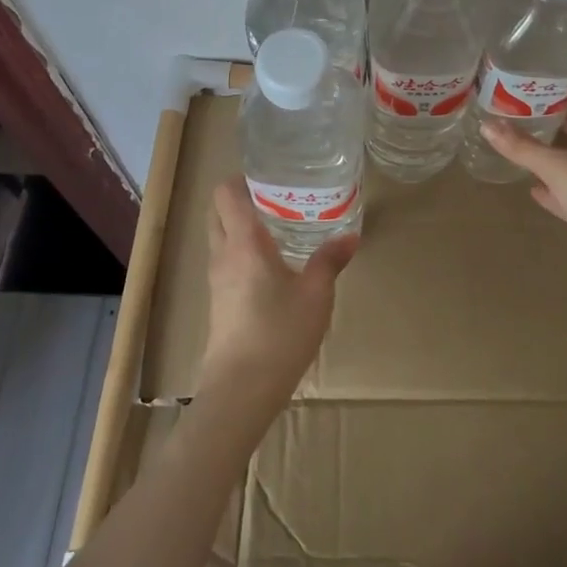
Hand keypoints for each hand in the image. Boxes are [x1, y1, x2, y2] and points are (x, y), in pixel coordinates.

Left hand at [198, 178, 356, 419]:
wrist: (240, 392)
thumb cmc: (279, 334)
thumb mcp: (316, 296)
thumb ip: (330, 260)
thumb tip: (350, 236)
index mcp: (243, 243)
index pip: (225, 193)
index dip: (242, 178)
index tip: (269, 175)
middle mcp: (223, 254)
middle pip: (218, 211)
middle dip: (241, 198)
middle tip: (277, 197)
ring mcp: (216, 280)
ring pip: (220, 236)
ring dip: (240, 224)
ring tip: (279, 226)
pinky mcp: (218, 301)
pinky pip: (225, 260)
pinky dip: (241, 249)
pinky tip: (272, 263)